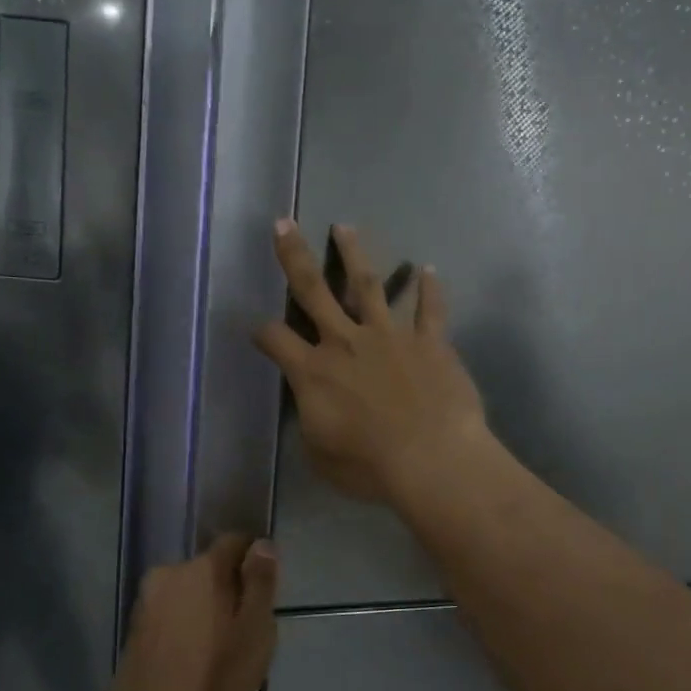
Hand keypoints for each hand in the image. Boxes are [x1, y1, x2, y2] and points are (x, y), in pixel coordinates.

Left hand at [102, 535, 277, 690]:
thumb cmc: (214, 677)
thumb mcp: (255, 630)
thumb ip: (260, 582)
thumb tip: (261, 544)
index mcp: (202, 568)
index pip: (234, 542)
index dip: (254, 562)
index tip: (265, 593)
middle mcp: (168, 574)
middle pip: (209, 569)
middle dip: (229, 589)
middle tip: (246, 630)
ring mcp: (146, 603)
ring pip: (188, 594)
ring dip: (205, 610)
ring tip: (221, 652)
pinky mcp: (134, 631)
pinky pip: (171, 616)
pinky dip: (186, 628)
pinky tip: (195, 662)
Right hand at [253, 221, 488, 502]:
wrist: (432, 460)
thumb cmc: (369, 466)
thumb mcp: (320, 455)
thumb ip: (312, 422)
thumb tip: (315, 407)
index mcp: (313, 371)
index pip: (275, 338)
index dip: (262, 332)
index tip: (258, 330)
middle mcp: (346, 341)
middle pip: (314, 289)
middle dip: (295, 256)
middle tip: (284, 224)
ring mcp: (390, 336)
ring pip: (368, 284)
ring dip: (355, 254)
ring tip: (345, 227)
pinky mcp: (429, 342)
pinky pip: (430, 310)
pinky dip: (430, 289)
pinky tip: (428, 269)